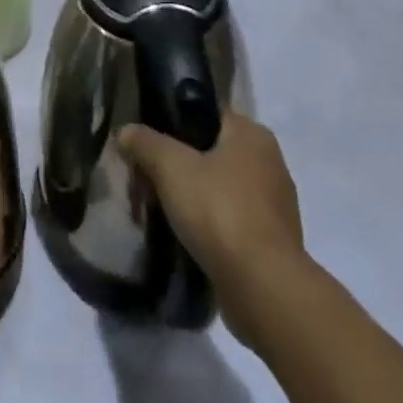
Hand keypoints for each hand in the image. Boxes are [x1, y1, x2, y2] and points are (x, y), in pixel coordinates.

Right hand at [118, 112, 306, 334]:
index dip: (175, 123)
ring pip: (222, 189)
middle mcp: (270, 163)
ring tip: (163, 211)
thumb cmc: (219, 211)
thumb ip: (145, 142)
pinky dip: (211, 227)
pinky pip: (233, 222)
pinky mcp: (274, 244)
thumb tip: (125, 132)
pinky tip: (187, 238)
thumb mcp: (170, 166)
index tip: (149, 142)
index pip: (207, 114)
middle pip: (212, 152)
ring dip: (195, 198)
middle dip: (181, 166)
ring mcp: (276, 206)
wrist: (263, 289)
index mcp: (252, 134)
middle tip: (149, 180)